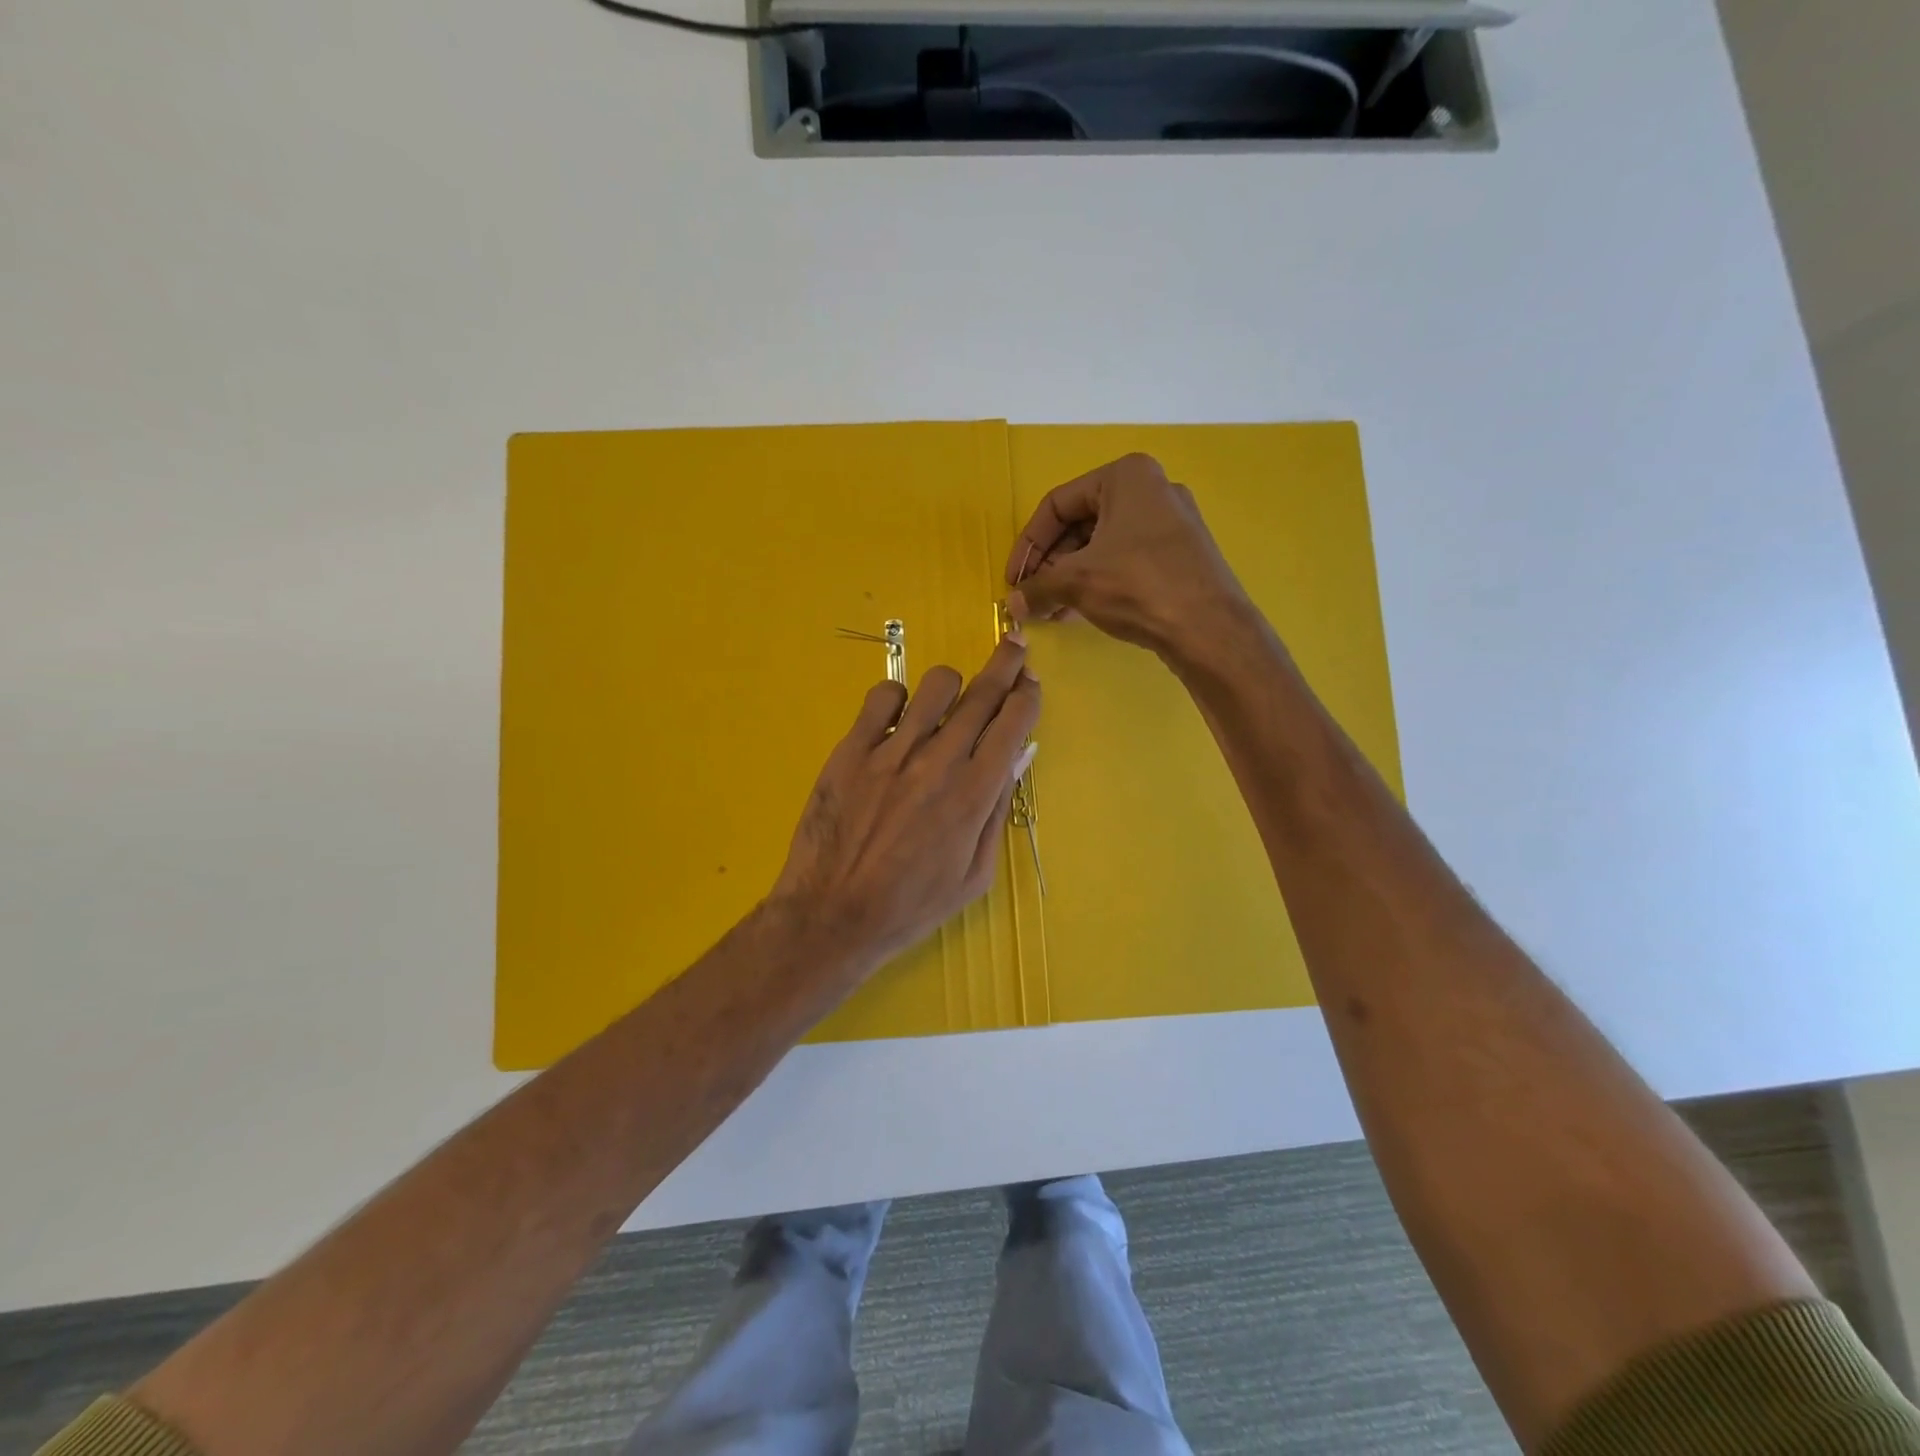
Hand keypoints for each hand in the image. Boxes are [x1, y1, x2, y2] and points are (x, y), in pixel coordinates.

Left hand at [769, 634, 1041, 974]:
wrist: (833, 914)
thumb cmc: (912, 905)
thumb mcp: (974, 875)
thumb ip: (997, 811)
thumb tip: (1017, 758)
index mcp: (974, 794)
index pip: (1012, 723)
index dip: (1028, 696)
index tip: (1031, 683)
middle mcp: (939, 761)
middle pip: (982, 694)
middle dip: (1007, 665)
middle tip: (1015, 646)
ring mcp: (892, 750)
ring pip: (936, 685)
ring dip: (953, 685)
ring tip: (949, 700)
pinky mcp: (852, 749)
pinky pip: (882, 696)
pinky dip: (897, 697)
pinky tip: (897, 717)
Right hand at [1006, 453, 1252, 661]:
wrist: (1209, 628)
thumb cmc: (1138, 586)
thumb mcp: (1076, 582)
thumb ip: (1037, 588)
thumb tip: (1011, 605)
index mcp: (1126, 477)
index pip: (1057, 505)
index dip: (1028, 545)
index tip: (1013, 580)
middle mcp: (1151, 490)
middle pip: (1081, 524)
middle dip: (1050, 564)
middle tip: (1031, 596)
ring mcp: (1170, 523)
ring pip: (1102, 545)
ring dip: (1070, 577)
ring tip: (1050, 609)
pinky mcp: (1180, 554)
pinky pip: (1125, 560)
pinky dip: (1098, 581)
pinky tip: (1078, 611)